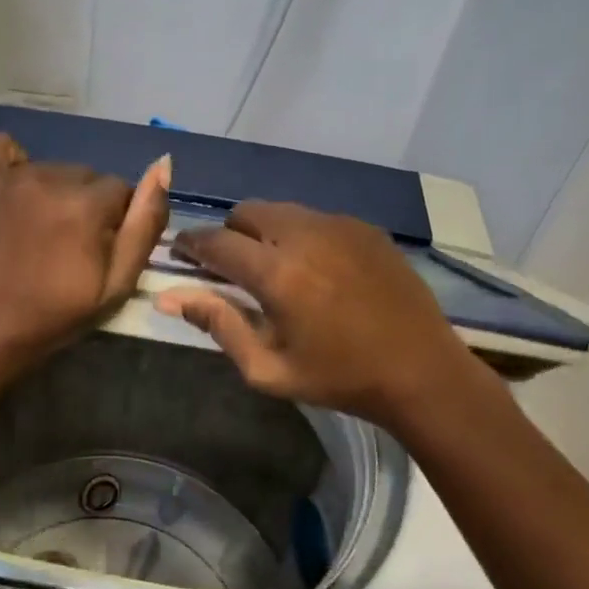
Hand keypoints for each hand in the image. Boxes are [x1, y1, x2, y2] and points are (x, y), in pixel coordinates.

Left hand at [0, 133, 169, 372]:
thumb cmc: (53, 315)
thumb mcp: (116, 285)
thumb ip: (145, 224)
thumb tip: (163, 166)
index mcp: (87, 205)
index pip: (119, 190)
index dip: (112, 222)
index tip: (93, 250)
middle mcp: (50, 177)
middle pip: (84, 176)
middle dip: (82, 204)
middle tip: (63, 244)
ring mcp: (8, 175)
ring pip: (48, 168)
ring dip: (49, 191)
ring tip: (32, 230)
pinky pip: (2, 147)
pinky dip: (11, 166)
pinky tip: (9, 196)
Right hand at [156, 201, 502, 431]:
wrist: (420, 370)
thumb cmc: (338, 378)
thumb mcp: (267, 367)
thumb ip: (217, 324)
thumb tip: (168, 296)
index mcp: (277, 272)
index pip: (216, 242)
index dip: (191, 245)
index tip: (181, 254)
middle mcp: (305, 234)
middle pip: (246, 212)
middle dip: (229, 234)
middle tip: (230, 267)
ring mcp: (339, 225)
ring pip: (281, 210)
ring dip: (264, 231)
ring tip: (273, 267)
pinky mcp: (364, 228)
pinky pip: (315, 217)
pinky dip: (299, 233)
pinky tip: (314, 268)